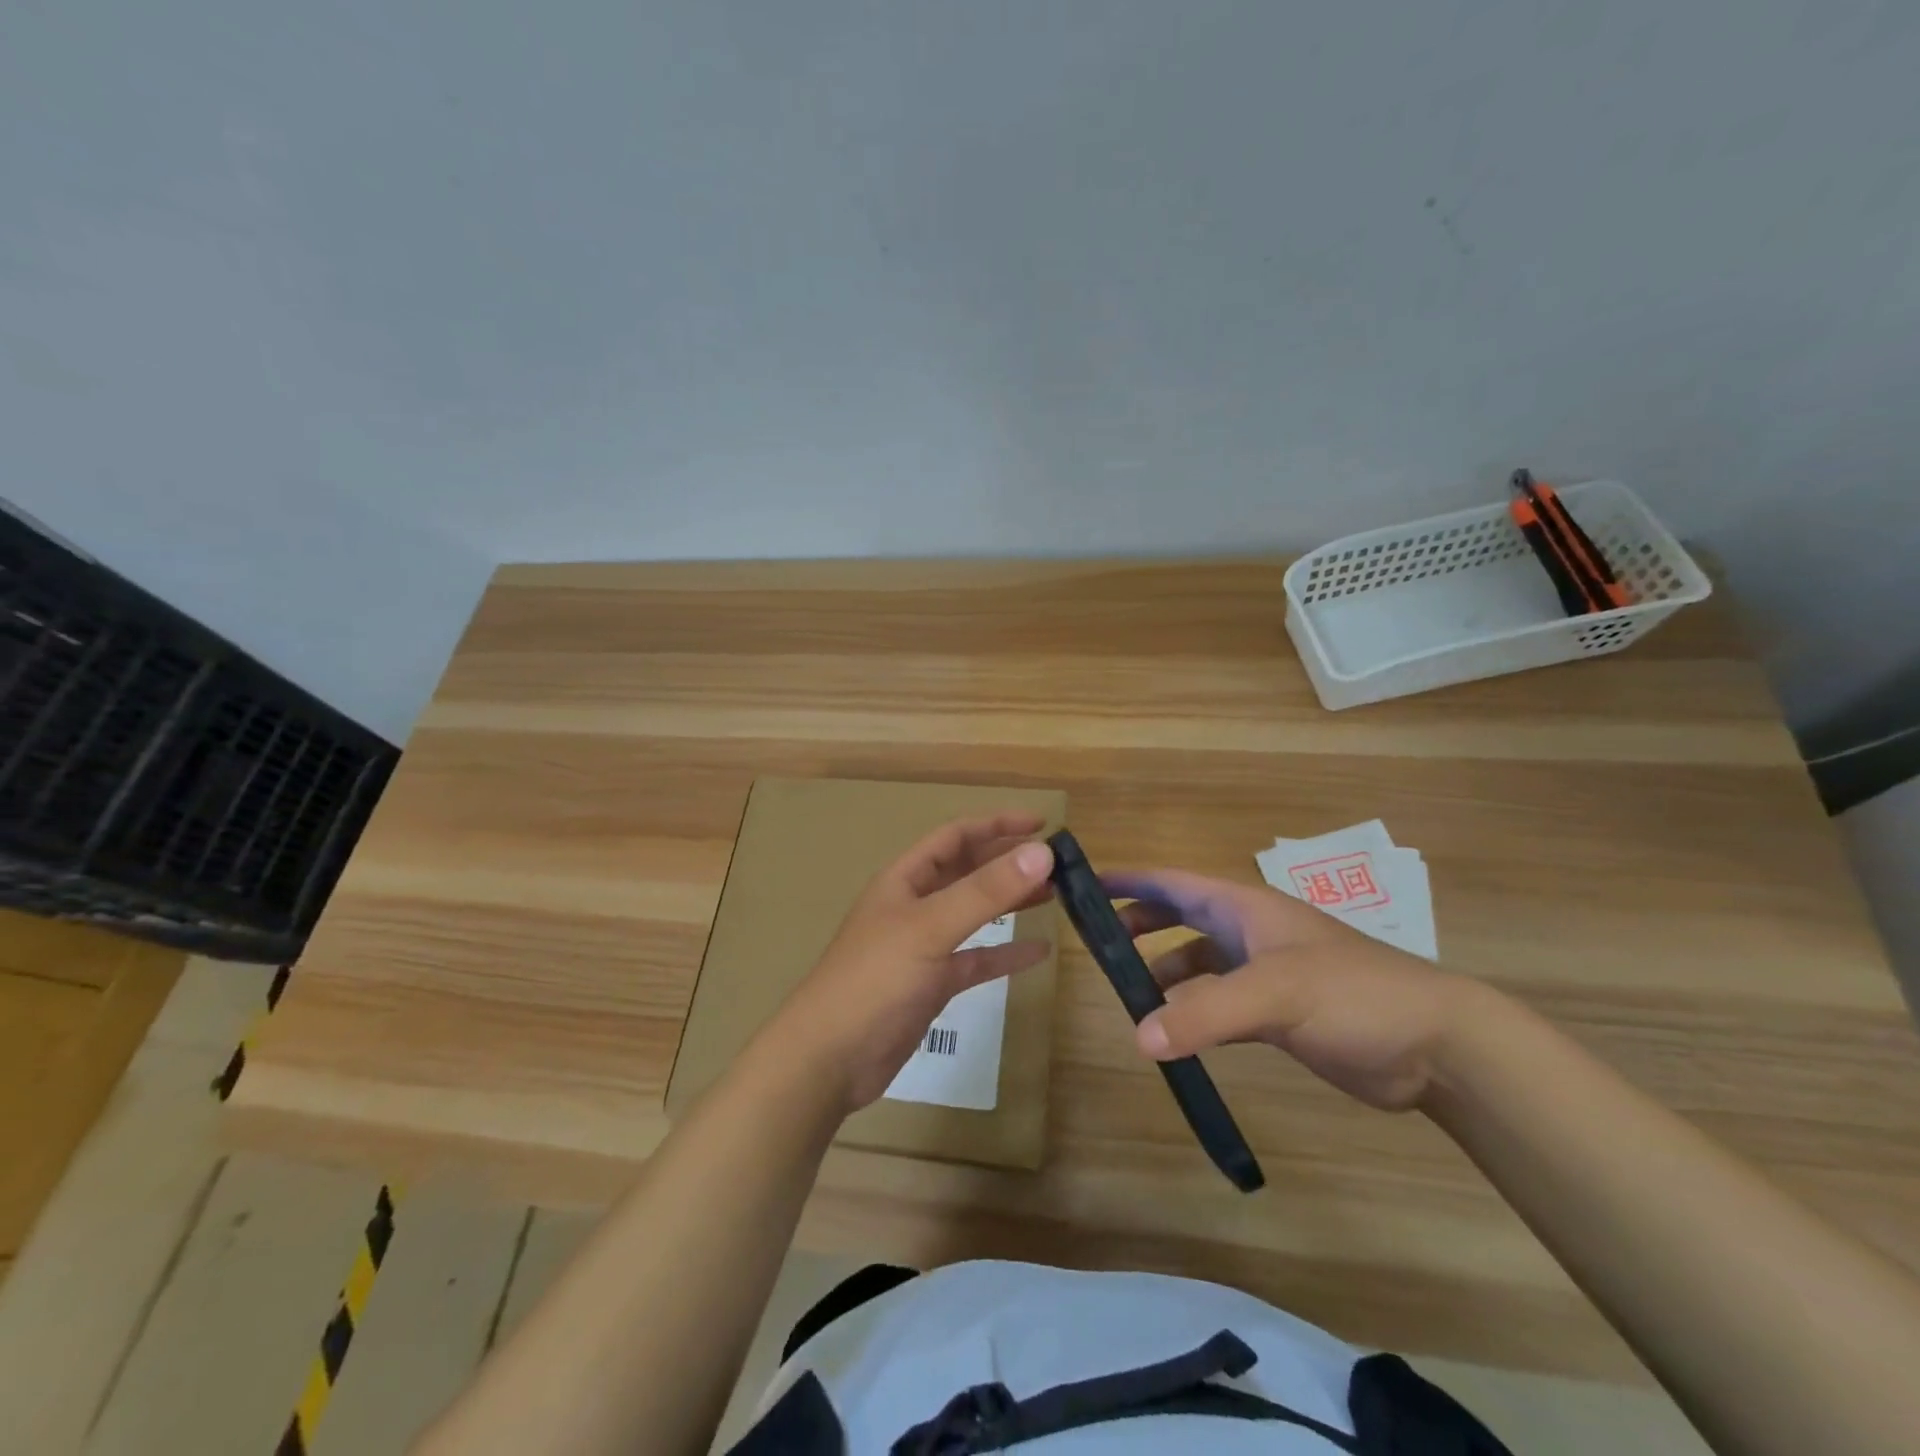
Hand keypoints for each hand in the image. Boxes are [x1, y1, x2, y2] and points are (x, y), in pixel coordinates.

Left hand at [764, 813, 1055, 1112]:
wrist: (829, 1059)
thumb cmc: (874, 980)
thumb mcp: (931, 928)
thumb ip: (985, 891)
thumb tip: (1042, 853)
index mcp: (906, 879)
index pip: (956, 836)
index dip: (997, 825)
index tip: (1042, 825)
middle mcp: (915, 905)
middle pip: (968, 871)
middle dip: (1010, 863)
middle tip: (1060, 864)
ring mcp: (923, 946)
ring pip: (975, 913)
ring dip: (1011, 902)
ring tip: (1056, 895)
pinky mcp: (932, 984)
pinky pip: (975, 959)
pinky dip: (1004, 953)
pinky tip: (1038, 952)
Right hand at [1101, 868, 1476, 1111]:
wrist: (1435, 1045)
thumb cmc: (1353, 995)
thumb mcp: (1276, 995)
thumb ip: (1205, 1014)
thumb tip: (1137, 1037)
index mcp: (1245, 907)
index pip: (1174, 882)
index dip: (1130, 880)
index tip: (1086, 884)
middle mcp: (1249, 932)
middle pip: (1181, 916)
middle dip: (1140, 923)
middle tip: (1098, 944)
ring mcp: (1265, 972)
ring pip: (1198, 961)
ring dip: (1164, 972)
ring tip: (1131, 995)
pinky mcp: (1278, 1012)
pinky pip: (1219, 1002)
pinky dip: (1193, 1010)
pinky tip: (1176, 1031)